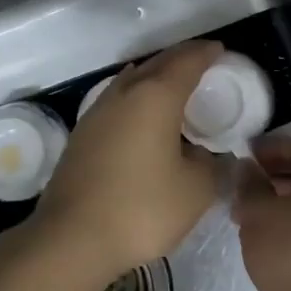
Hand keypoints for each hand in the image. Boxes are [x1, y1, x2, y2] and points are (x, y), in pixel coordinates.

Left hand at [34, 40, 227, 284]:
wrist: (70, 240)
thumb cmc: (141, 208)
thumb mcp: (195, 190)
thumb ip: (210, 164)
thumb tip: (205, 155)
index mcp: (156, 97)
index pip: (186, 62)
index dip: (206, 53)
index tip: (220, 50)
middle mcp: (124, 94)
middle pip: (157, 64)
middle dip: (181, 58)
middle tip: (202, 61)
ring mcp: (97, 113)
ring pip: (132, 80)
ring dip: (155, 76)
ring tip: (173, 85)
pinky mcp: (81, 136)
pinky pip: (117, 101)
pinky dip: (137, 98)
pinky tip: (141, 116)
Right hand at [233, 137, 290, 290]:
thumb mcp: (259, 211)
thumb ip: (250, 185)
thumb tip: (246, 168)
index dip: (277, 147)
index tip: (249, 154)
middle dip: (277, 174)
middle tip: (248, 181)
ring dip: (280, 202)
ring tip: (248, 211)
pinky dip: (289, 225)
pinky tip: (264, 238)